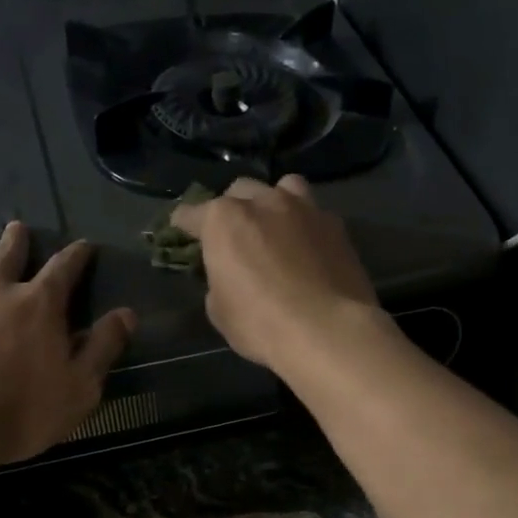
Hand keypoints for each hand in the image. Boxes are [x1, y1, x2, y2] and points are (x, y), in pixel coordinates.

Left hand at [0, 222, 135, 466]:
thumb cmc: (21, 410)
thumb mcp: (80, 386)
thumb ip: (103, 347)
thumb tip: (126, 314)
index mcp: (40, 305)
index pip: (64, 269)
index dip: (77, 255)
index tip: (84, 245)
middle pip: (8, 256)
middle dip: (18, 241)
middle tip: (19, 227)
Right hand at [171, 175, 379, 373]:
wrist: (329, 330)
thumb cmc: (263, 324)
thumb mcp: (220, 312)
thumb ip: (218, 283)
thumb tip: (228, 278)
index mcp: (224, 220)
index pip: (191, 213)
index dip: (184, 225)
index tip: (181, 231)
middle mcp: (263, 202)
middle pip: (239, 191)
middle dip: (232, 210)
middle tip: (234, 236)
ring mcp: (304, 209)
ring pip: (282, 188)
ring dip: (273, 202)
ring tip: (276, 226)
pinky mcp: (336, 225)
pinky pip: (314, 213)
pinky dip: (305, 225)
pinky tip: (308, 247)